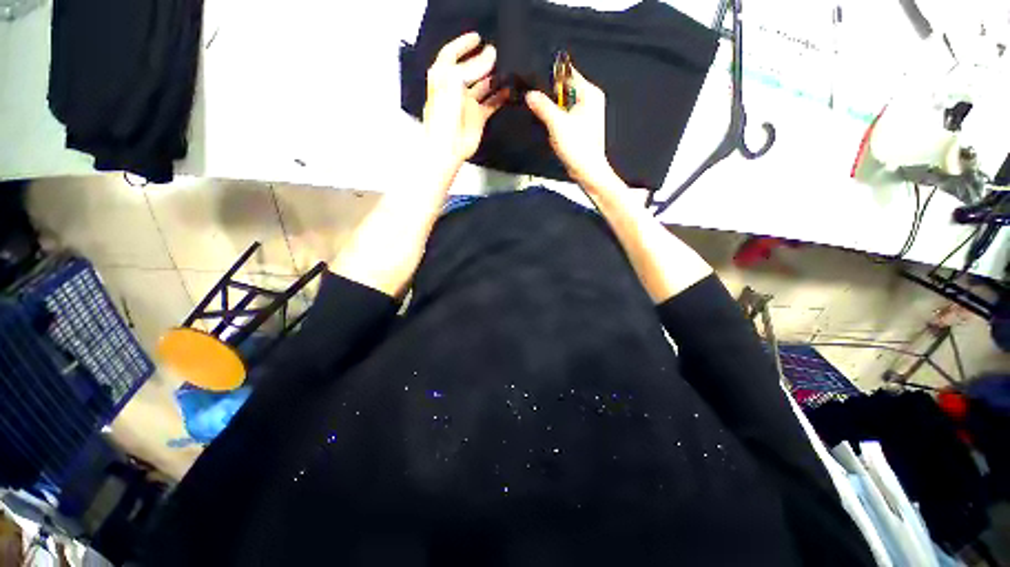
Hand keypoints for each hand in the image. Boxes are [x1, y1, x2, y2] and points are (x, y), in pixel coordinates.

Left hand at [424, 32, 509, 172]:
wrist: (448, 147)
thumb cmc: (444, 115)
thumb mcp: (454, 82)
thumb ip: (473, 67)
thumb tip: (491, 54)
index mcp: (443, 77)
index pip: (451, 54)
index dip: (463, 44)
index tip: (479, 37)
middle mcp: (456, 88)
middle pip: (470, 69)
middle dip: (482, 61)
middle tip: (498, 54)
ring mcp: (468, 103)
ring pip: (483, 86)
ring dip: (495, 78)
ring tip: (508, 71)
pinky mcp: (478, 117)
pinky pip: (491, 103)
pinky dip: (500, 98)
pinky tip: (511, 91)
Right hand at [525, 66, 621, 192]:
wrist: (587, 171)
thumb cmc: (579, 148)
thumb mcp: (557, 124)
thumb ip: (543, 106)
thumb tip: (530, 94)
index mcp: (589, 93)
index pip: (567, 73)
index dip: (550, 77)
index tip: (535, 83)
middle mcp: (590, 99)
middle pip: (564, 88)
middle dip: (550, 95)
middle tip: (538, 102)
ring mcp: (586, 112)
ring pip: (563, 102)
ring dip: (552, 108)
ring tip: (546, 117)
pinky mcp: (581, 124)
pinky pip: (565, 114)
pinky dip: (557, 118)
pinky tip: (553, 127)